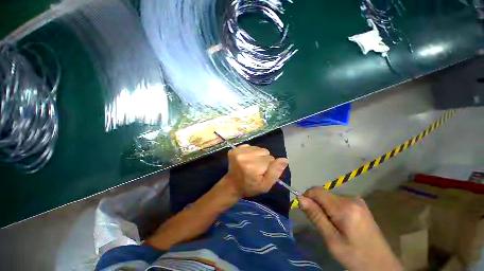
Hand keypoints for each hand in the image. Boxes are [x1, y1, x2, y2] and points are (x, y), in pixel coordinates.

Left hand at [223, 144, 287, 197]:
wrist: (232, 185)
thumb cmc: (250, 187)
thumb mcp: (266, 185)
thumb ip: (275, 172)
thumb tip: (285, 159)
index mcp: (253, 166)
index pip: (271, 159)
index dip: (269, 166)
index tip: (262, 172)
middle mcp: (245, 156)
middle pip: (264, 151)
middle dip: (264, 159)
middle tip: (257, 168)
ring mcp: (238, 151)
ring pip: (258, 148)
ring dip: (257, 155)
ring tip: (251, 163)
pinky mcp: (234, 149)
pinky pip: (250, 146)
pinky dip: (250, 152)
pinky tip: (246, 159)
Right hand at [298, 187, 402, 270]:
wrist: (381, 265)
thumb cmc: (355, 256)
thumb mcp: (332, 240)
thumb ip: (315, 216)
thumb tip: (300, 198)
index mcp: (344, 207)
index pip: (316, 191)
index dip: (307, 197)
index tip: (306, 212)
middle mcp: (351, 198)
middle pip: (323, 194)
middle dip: (317, 205)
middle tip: (322, 225)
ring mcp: (357, 200)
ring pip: (330, 197)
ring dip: (325, 208)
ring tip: (332, 226)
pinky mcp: (360, 204)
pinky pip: (338, 201)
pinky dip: (333, 209)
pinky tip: (341, 223)